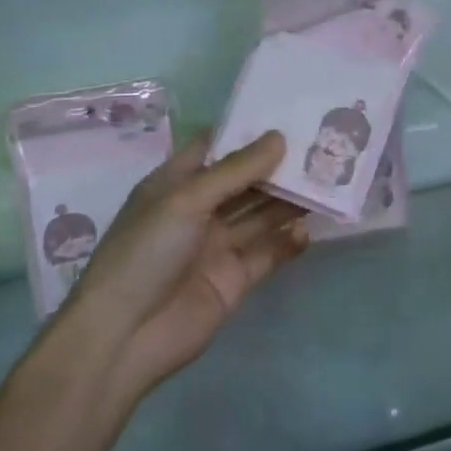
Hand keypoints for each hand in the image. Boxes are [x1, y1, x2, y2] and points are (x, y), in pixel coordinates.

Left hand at [55, 132, 308, 397]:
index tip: (288, 114)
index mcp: (175, 184)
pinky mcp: (234, 279)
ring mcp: (217, 245)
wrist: (124, 336)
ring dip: (289, 200)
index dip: (247, 131)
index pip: (215, 147)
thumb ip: (236, 170)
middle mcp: (198, 210)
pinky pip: (267, 253)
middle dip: (277, 165)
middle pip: (244, 180)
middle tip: (320, 145)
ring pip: (260, 214)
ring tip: (326, 180)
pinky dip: (288, 242)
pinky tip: (308, 230)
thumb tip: (279, 137)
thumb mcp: (186, 200)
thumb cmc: (145, 253)